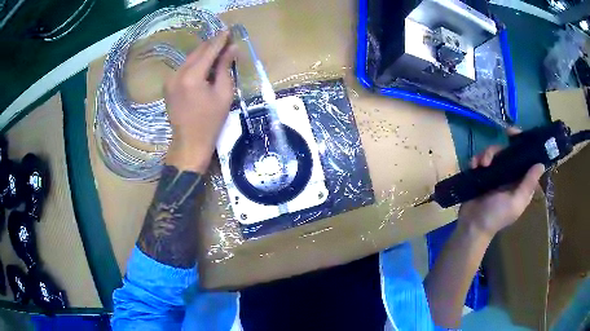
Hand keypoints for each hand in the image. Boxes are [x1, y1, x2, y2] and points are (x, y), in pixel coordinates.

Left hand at [164, 30, 237, 172]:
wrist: (188, 143)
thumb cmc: (210, 122)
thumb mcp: (223, 94)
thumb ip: (225, 68)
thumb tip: (232, 49)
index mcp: (192, 77)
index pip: (208, 51)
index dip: (220, 40)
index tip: (228, 30)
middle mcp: (177, 74)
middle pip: (197, 52)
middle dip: (211, 44)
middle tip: (225, 39)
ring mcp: (170, 80)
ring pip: (189, 58)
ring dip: (203, 53)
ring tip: (217, 50)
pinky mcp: (168, 85)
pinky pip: (183, 67)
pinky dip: (195, 63)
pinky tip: (204, 64)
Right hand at [458, 132, 544, 238]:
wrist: (472, 226)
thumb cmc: (496, 216)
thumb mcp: (516, 202)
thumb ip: (528, 184)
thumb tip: (541, 163)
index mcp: (520, 181)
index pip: (525, 157)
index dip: (522, 143)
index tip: (513, 134)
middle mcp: (509, 175)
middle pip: (507, 151)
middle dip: (499, 149)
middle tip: (490, 154)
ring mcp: (495, 174)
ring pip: (493, 153)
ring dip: (486, 154)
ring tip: (481, 165)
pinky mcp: (482, 175)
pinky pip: (481, 159)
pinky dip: (477, 159)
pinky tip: (474, 166)